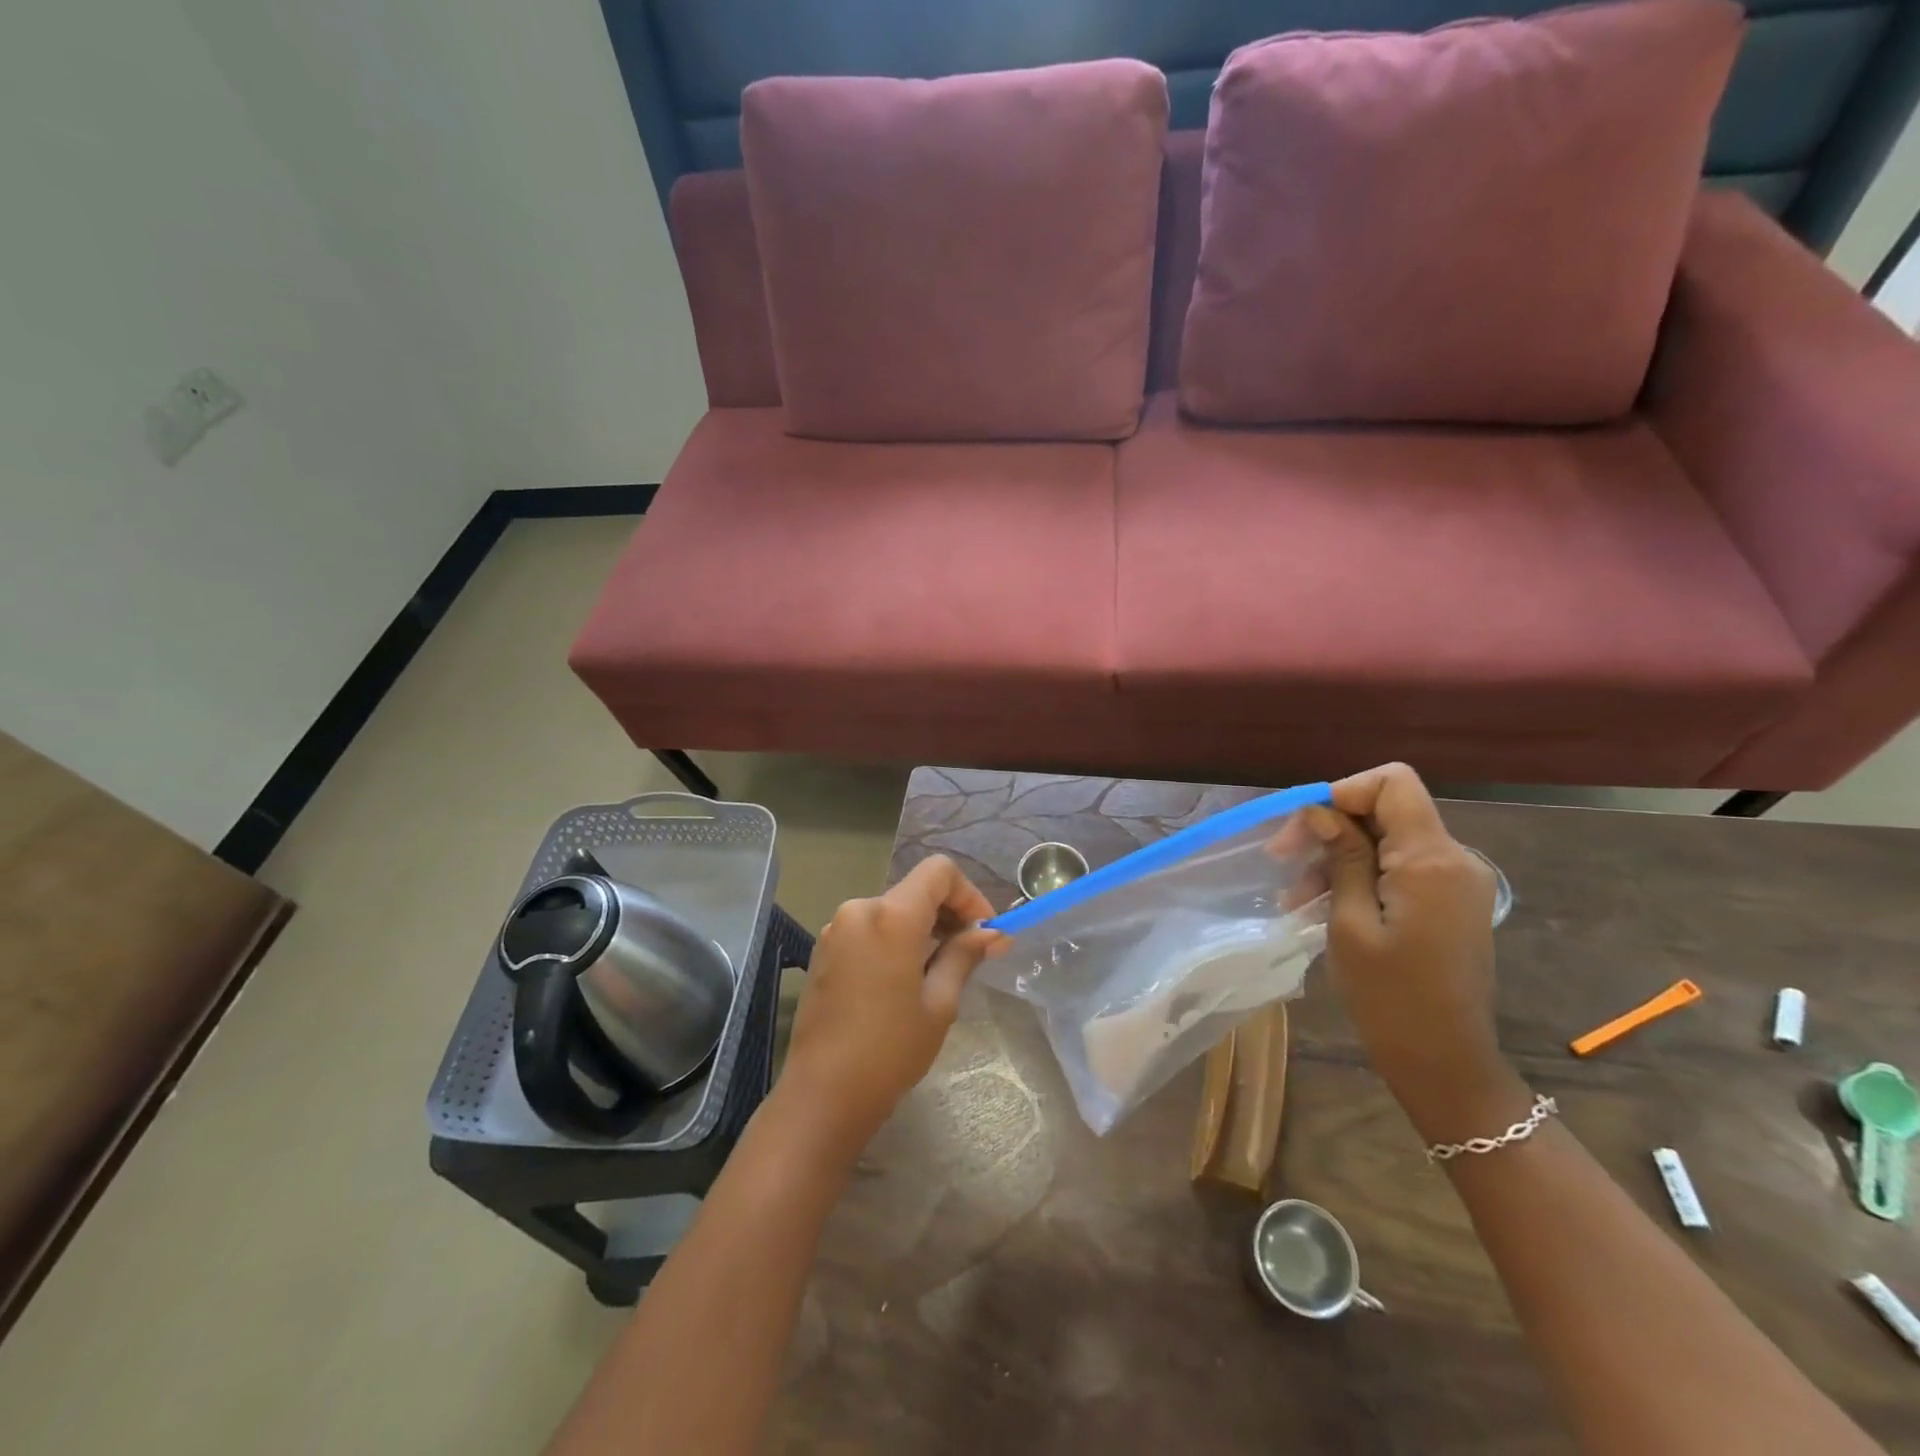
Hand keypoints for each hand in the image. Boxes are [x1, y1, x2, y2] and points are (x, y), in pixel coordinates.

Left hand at [777, 855, 1008, 1162]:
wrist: (822, 1094)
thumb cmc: (890, 1050)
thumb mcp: (940, 1003)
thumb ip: (964, 955)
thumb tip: (993, 934)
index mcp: (891, 916)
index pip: (939, 871)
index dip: (969, 894)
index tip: (984, 932)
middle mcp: (859, 909)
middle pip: (915, 890)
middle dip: (948, 912)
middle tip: (972, 952)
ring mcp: (836, 929)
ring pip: (892, 910)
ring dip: (922, 927)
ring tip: (941, 969)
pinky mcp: (824, 950)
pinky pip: (869, 928)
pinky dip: (895, 939)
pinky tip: (905, 978)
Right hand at [1304, 763, 1524, 1139]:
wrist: (1445, 1063)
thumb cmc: (1389, 996)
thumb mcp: (1349, 922)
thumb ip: (1342, 857)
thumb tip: (1324, 810)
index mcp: (1431, 860)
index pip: (1393, 783)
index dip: (1343, 791)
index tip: (1304, 826)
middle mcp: (1454, 859)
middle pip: (1386, 809)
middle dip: (1330, 826)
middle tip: (1281, 858)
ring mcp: (1456, 882)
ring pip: (1387, 839)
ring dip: (1337, 856)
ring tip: (1294, 896)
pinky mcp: (1450, 902)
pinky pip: (1399, 868)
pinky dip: (1359, 876)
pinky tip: (1322, 905)